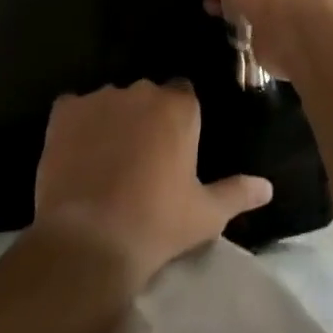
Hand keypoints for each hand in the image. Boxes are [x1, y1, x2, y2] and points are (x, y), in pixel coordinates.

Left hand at [32, 81, 271, 295]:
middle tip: (141, 160)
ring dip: (112, 122)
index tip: (173, 149)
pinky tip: (76, 156)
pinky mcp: (65, 110)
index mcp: (179, 106)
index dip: (178, 121)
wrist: (91, 242)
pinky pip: (73, 109)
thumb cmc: (157, 225)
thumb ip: (237, 193)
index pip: (183, 95)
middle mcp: (142, 90)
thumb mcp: (205, 214)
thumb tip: (267, 187)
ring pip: (111, 102)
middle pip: (146, 97)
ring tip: (106, 163)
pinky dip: (76, 126)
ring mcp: (101, 97)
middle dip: (145, 119)